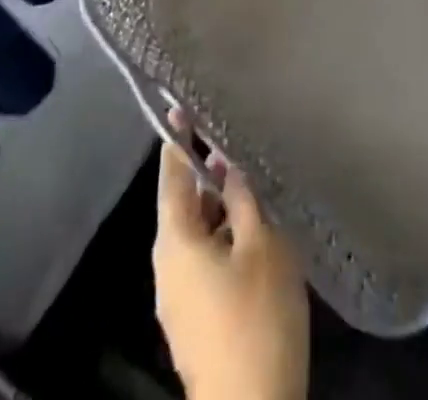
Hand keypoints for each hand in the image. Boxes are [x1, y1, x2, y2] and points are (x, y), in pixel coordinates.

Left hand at [153, 119, 308, 399]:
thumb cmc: (255, 317)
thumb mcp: (261, 243)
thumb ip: (243, 197)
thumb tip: (228, 165)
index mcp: (174, 240)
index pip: (172, 175)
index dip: (180, 139)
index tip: (185, 106)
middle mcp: (166, 266)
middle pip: (184, 205)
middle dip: (208, 175)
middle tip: (234, 144)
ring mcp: (177, 298)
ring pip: (196, 235)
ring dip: (219, 209)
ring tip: (251, 185)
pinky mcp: (194, 321)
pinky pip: (203, 261)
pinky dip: (222, 238)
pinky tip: (252, 234)